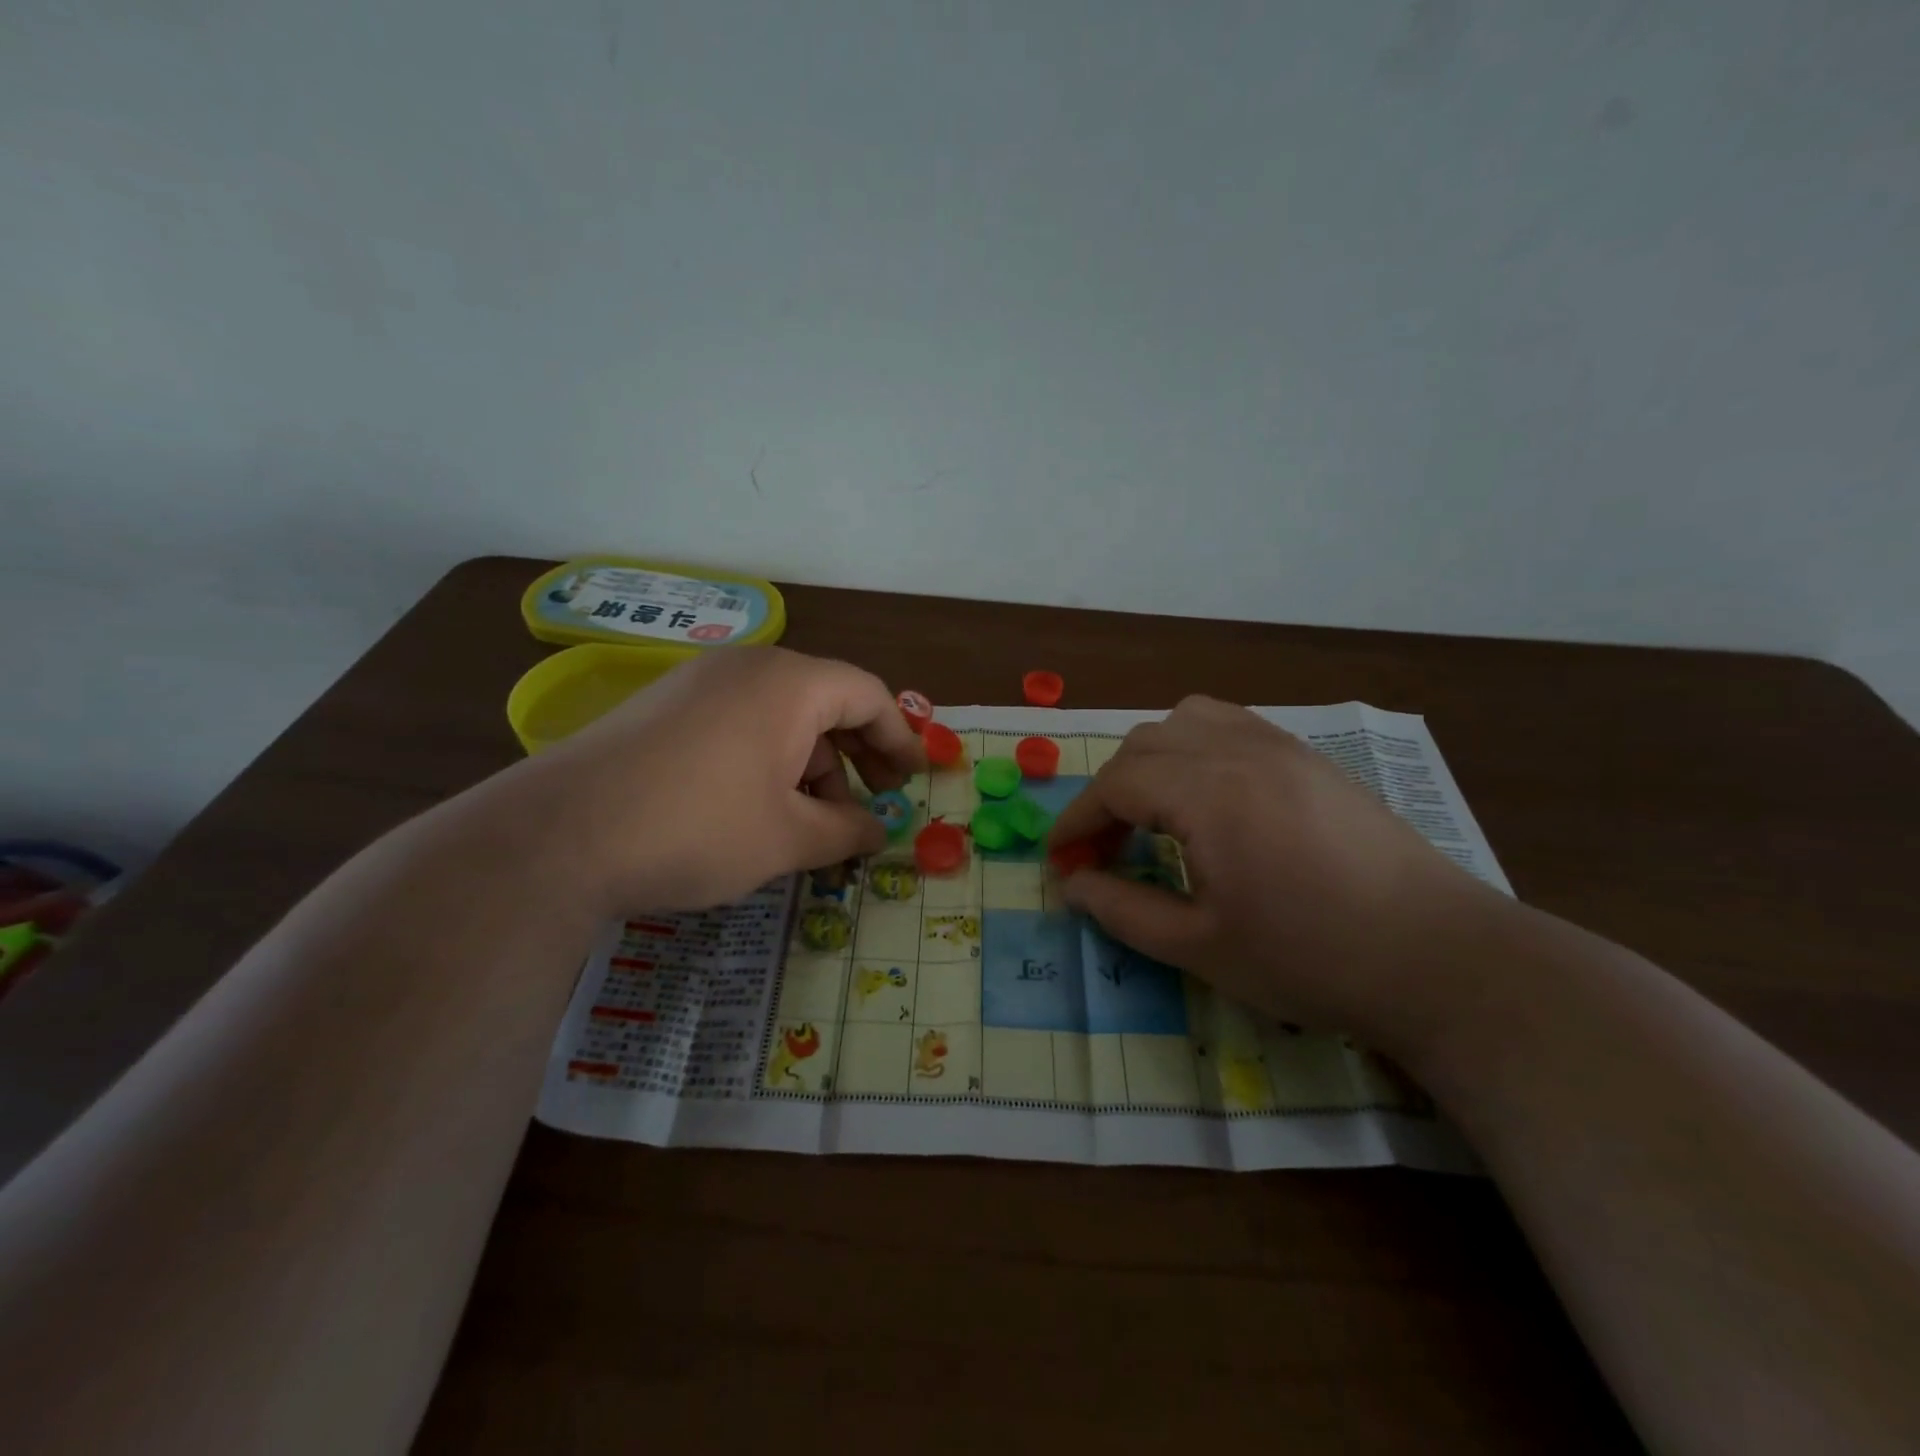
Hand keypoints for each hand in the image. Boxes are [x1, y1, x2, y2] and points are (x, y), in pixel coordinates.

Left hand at [517, 647, 923, 913]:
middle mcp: (748, 668)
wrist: (558, 836)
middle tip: (876, 801)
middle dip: (859, 755)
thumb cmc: (697, 828)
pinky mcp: (665, 708)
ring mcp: (699, 683)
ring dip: (812, 766)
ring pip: (782, 716)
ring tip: (815, 823)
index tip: (914, 782)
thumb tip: (879, 832)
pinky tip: (762, 808)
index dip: (900, 739)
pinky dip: (769, 760)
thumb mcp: (788, 838)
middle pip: (827, 701)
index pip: (869, 695)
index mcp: (790, 683)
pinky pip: (740, 724)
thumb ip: (847, 831)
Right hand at [1046, 697, 1497, 1051]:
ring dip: (1150, 762)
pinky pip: (1231, 725)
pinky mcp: (1310, 758)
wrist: (1440, 958)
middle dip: (1108, 794)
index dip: (1077, 820)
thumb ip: (1123, 911)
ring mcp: (1281, 746)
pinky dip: (1195, 748)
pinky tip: (1206, 797)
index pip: (1115, 784)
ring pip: (1186, 721)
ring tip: (1151, 815)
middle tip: (1102, 851)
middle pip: (1143, 746)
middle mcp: (1239, 750)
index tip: (1059, 861)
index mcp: (1209, 793)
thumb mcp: (1201, 948)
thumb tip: (1072, 887)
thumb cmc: (1312, 958)